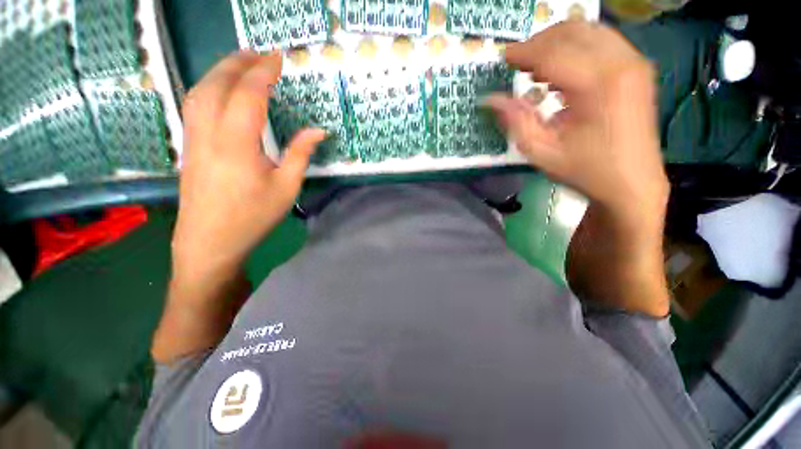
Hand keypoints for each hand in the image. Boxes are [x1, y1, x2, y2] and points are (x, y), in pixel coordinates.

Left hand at [152, 52, 324, 362]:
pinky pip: (193, 104)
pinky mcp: (188, 146)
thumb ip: (300, 154)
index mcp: (237, 143)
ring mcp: (193, 138)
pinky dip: (208, 86)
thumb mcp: (286, 188)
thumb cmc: (253, 217)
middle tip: (259, 53)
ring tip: (239, 63)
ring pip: (199, 90)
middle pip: (218, 83)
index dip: (264, 72)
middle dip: (238, 62)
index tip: (278, 59)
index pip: (249, 94)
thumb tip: (318, 131)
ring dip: (219, 70)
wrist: (210, 242)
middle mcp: (209, 132)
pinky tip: (219, 89)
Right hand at [487, 22, 669, 315]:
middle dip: (535, 42)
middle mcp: (617, 69)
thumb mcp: (540, 154)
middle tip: (509, 60)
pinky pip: (598, 50)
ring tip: (529, 66)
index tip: (496, 58)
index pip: (550, 51)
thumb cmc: (587, 177)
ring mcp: (629, 70)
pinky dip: (572, 54)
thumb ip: (514, 123)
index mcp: (595, 87)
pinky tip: (556, 76)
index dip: (519, 52)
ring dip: (555, 46)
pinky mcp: (632, 79)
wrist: (634, 191)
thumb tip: (488, 102)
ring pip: (588, 36)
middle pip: (570, 34)